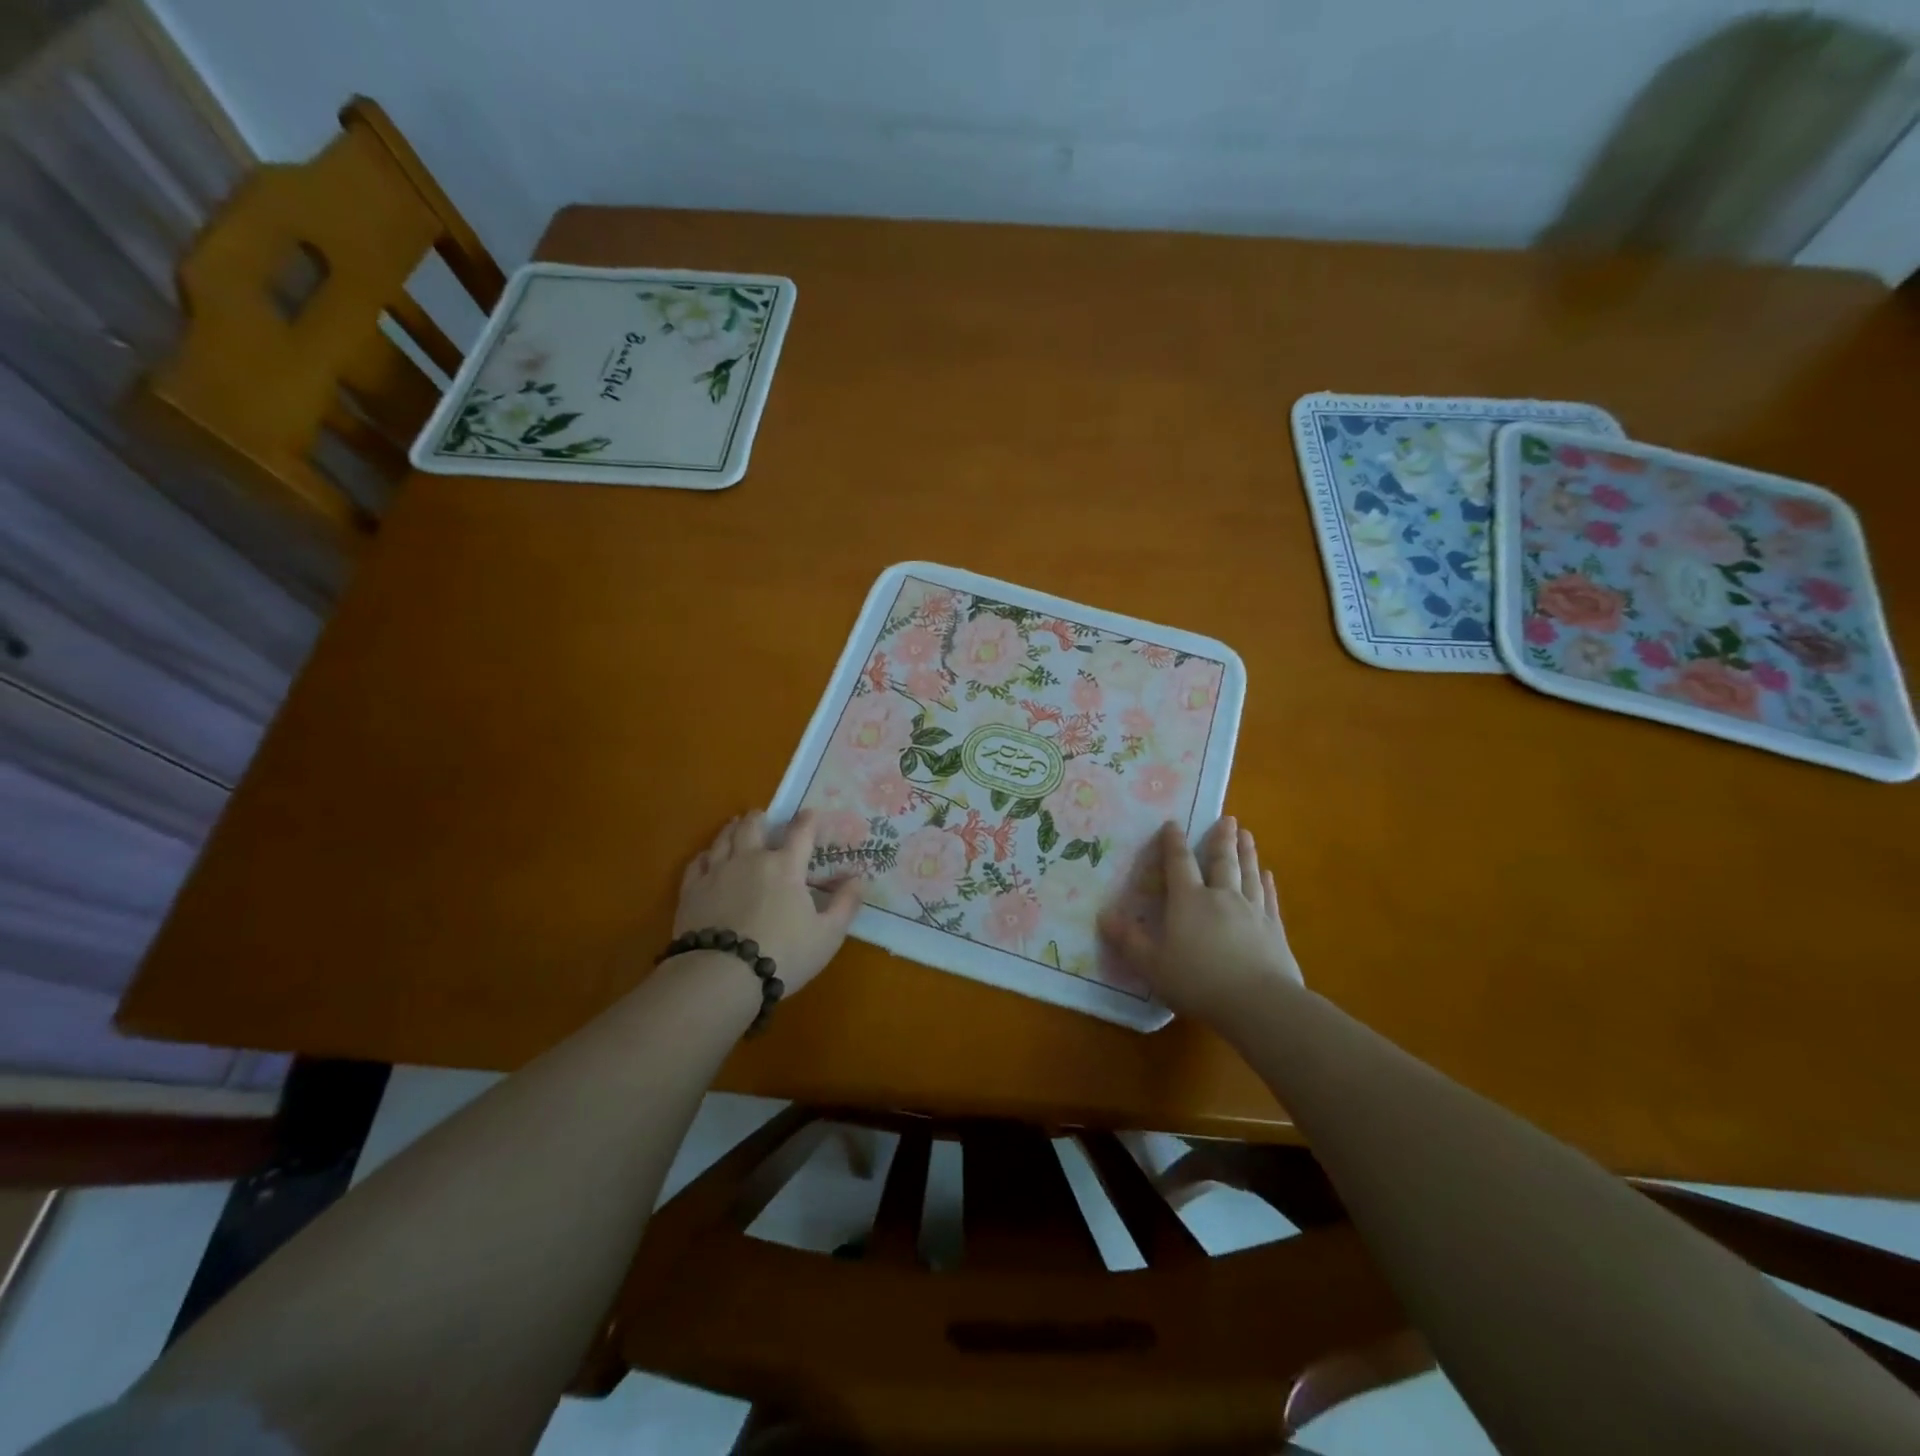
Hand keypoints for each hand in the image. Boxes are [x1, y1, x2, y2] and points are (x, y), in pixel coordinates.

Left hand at [673, 809, 863, 995]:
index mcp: (786, 866)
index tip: (811, 814)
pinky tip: (708, 858)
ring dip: (732, 829)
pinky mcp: (692, 890)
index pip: (801, 832)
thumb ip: (846, 904)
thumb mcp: (828, 935)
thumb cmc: (783, 954)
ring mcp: (717, 872)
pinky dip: (706, 855)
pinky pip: (698, 862)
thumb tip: (858, 879)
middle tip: (763, 817)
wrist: (721, 975)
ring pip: (723, 838)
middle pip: (753, 826)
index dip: (808, 820)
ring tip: (735, 827)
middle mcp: (751, 859)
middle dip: (760, 818)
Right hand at [1098, 817, 1303, 1023]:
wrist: (1259, 1003)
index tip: (1173, 823)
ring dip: (1246, 852)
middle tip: (1226, 818)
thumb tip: (1103, 916)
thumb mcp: (1152, 965)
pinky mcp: (1274, 930)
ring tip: (1246, 834)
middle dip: (1220, 839)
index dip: (1174, 843)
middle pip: (1221, 861)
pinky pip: (1269, 898)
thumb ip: (1128, 940)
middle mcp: (1221, 897)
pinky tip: (1268, 875)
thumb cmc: (1198, 981)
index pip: (1179, 864)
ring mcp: (1252, 911)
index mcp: (1189, 901)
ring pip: (1248, 873)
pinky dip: (1267, 884)